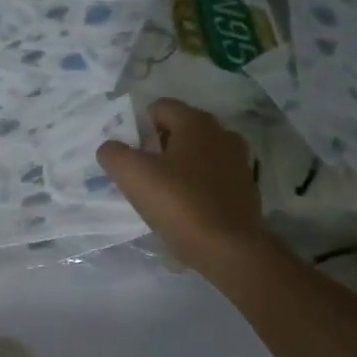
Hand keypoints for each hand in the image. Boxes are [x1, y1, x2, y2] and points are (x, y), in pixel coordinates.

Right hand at [99, 99, 264, 273]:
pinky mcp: (245, 189)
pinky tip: (187, 207)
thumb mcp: (133, 176)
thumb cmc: (179, 204)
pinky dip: (198, 184)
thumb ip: (114, 154)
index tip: (130, 153)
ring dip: (180, 165)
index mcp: (196, 123)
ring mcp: (238, 162)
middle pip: (181, 129)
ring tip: (164, 192)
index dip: (139, 126)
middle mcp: (222, 134)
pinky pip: (213, 177)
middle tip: (142, 173)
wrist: (229, 249)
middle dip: (159, 146)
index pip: (161, 107)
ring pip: (198, 154)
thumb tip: (111, 149)